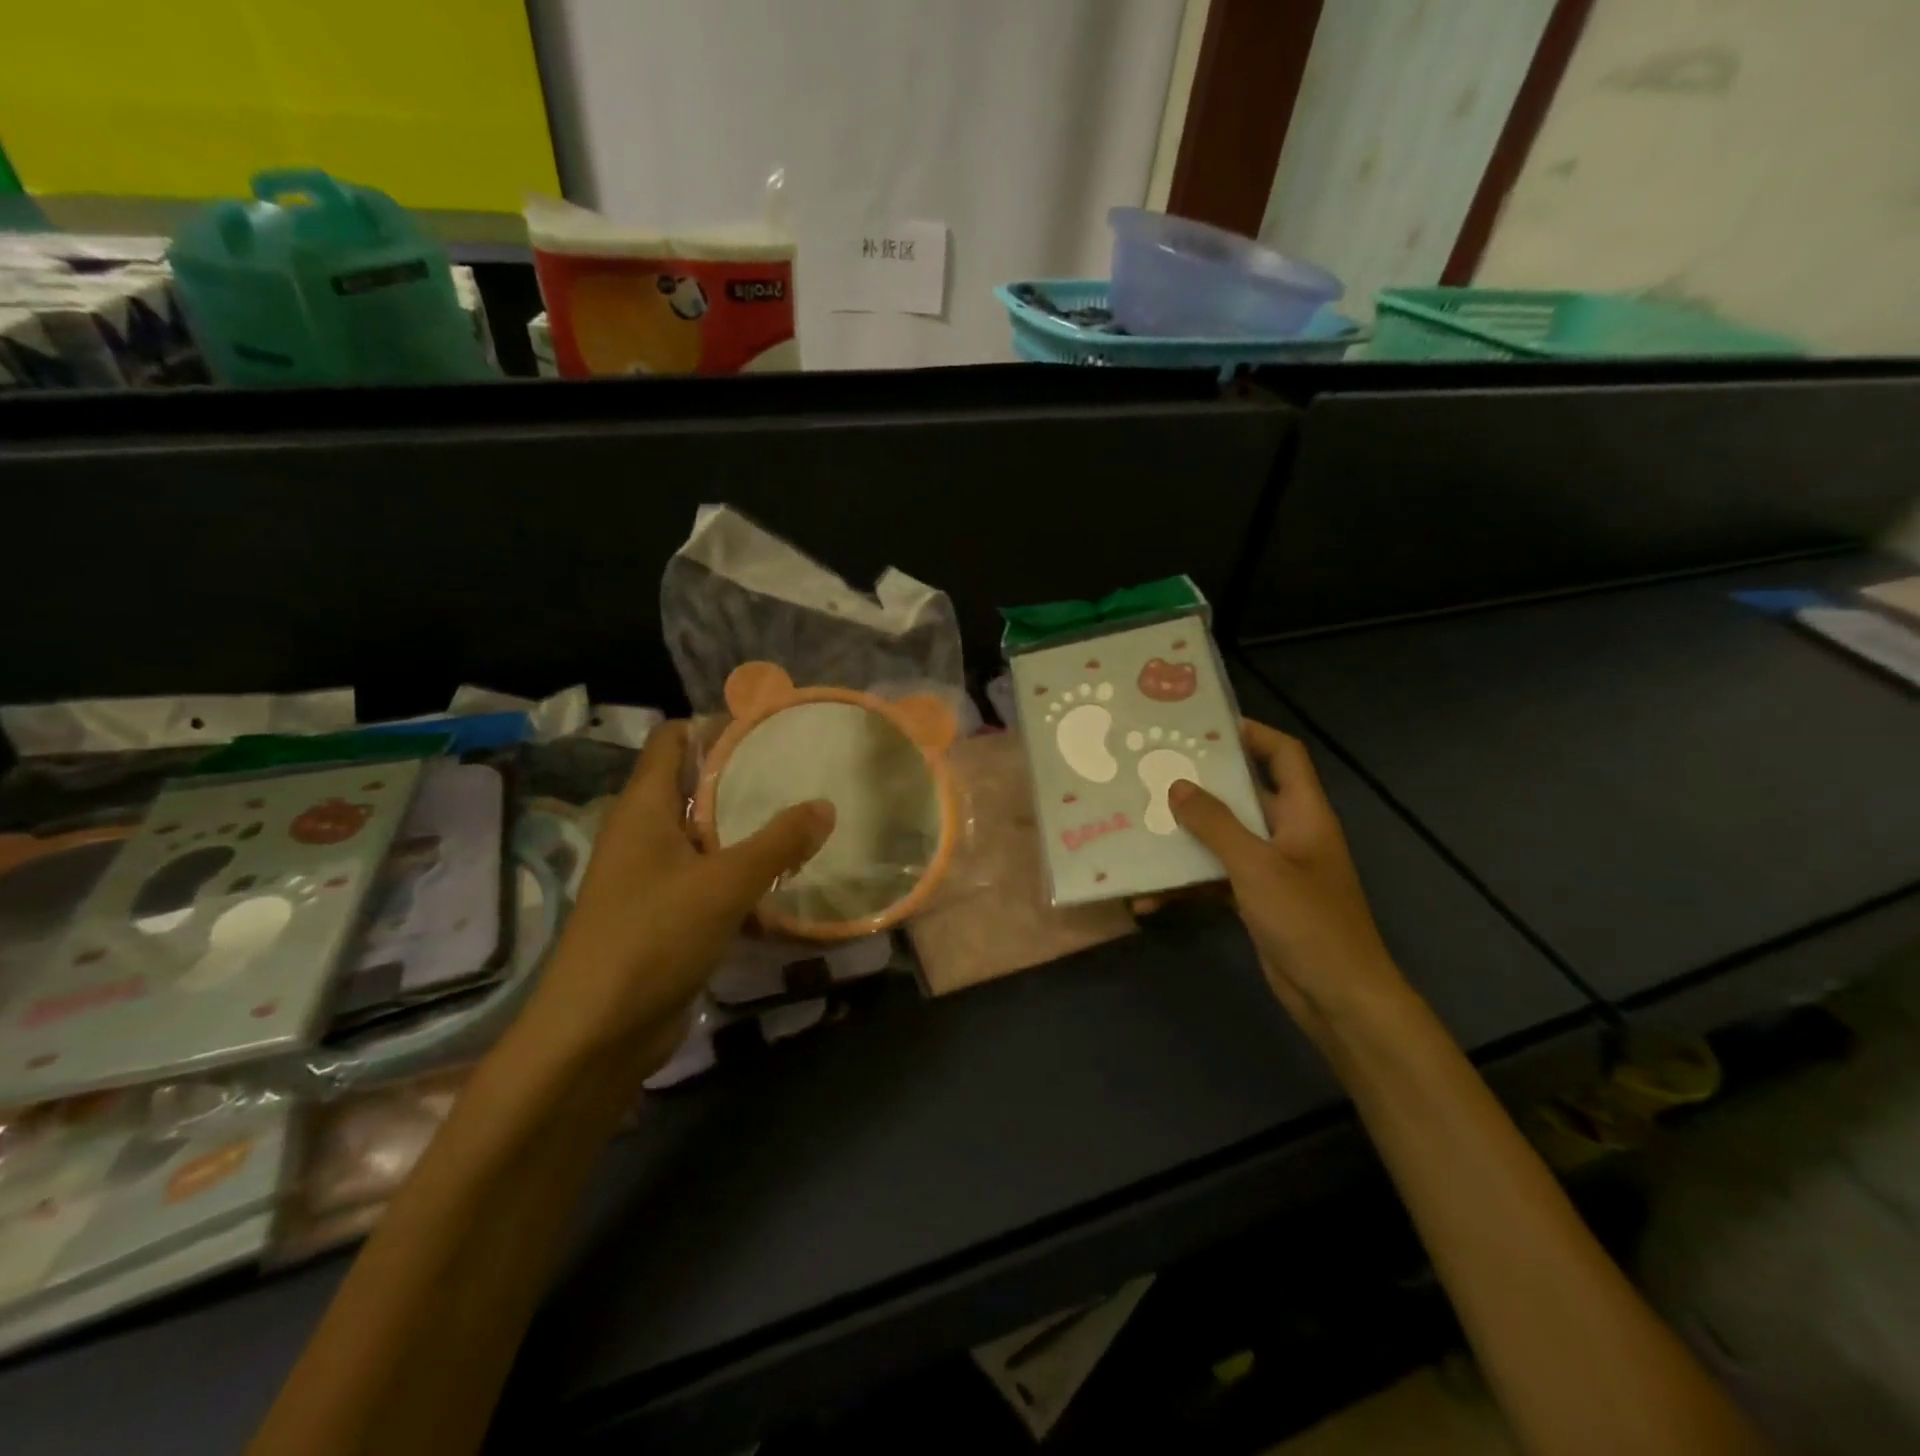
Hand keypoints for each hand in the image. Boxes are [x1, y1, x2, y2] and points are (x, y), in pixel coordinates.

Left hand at [520, 721, 833, 1063]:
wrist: (595, 1036)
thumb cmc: (652, 938)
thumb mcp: (724, 884)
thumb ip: (778, 842)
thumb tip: (824, 805)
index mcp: (644, 809)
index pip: (673, 740)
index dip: (715, 725)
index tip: (770, 726)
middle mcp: (645, 834)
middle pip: (696, 786)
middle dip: (746, 777)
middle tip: (803, 772)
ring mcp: (654, 878)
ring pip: (708, 837)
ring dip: (750, 830)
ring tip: (807, 819)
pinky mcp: (667, 917)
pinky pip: (712, 881)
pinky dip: (745, 877)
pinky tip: (788, 882)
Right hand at [1167, 720, 1408, 1033]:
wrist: (1338, 998)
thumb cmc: (1307, 921)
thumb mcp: (1257, 866)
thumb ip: (1216, 825)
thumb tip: (1177, 786)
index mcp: (1303, 813)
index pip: (1284, 755)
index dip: (1252, 734)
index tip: (1203, 727)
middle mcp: (1288, 833)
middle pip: (1244, 794)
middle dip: (1201, 785)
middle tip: (1154, 771)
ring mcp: (1272, 869)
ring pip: (1223, 839)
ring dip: (1186, 838)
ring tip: (1140, 826)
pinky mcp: (1256, 900)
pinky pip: (1215, 879)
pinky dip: (1187, 885)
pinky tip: (1149, 898)